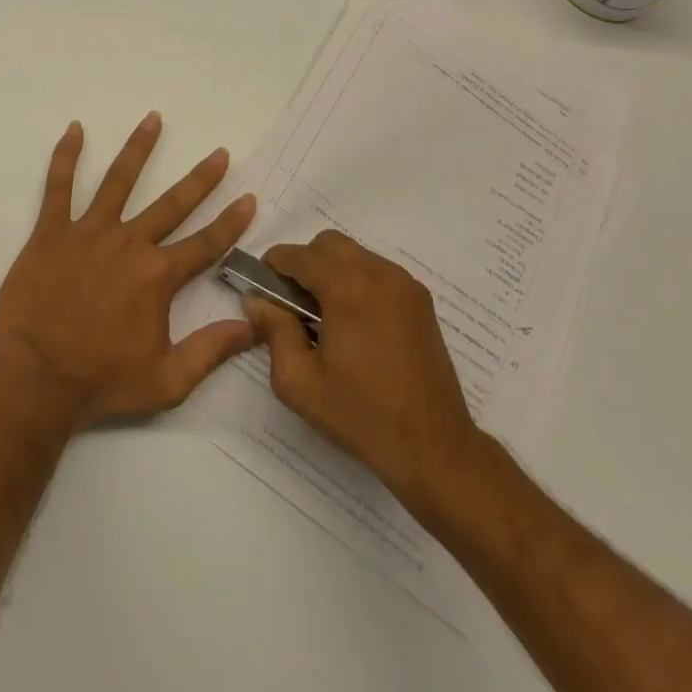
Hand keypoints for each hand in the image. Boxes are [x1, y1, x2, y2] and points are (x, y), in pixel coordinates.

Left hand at [0, 114, 257, 429]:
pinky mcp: (52, 231)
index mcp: (157, 276)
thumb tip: (254, 325)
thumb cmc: (101, 381)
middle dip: (200, 178)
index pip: (205, 243)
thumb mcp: (168, 381)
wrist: (36, 379)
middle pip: (172, 203)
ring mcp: (89, 232)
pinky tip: (74, 129)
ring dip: (139, 149)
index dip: (230, 222)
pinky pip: (58, 186)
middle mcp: (129, 243)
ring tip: (153, 119)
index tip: (248, 197)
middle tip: (219, 153)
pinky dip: (66, 156)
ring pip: (119, 180)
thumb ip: (212, 350)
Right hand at [241, 230, 488, 508]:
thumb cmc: (361, 415)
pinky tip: (356, 324)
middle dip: (304, 264)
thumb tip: (257, 299)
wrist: (435, 447)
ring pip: (354, 254)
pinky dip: (358, 281)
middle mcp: (378, 274)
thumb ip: (273, 331)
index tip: (265, 292)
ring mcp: (404, 284)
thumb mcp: (299, 381)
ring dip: (332, 271)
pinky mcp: (420, 300)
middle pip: (327, 244)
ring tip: (327, 317)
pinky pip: (377, 271)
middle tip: (296, 305)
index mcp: (347, 289)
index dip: (273, 267)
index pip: (297, 254)